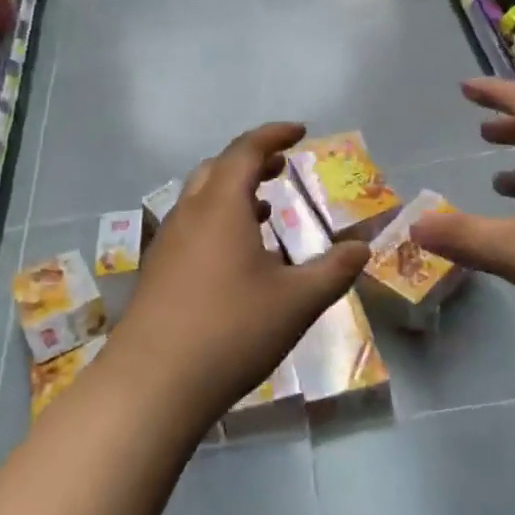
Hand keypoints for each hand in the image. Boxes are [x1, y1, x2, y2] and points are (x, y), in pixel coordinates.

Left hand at [107, 123, 368, 419]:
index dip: (274, 135)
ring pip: (199, 199)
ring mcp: (166, 243)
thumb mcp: (296, 302)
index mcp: (220, 207)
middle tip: (280, 167)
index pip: (246, 150)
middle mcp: (188, 214)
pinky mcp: (156, 272)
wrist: (153, 383)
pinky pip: (190, 227)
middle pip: (217, 169)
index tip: (299, 131)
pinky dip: (216, 221)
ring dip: (231, 192)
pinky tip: (235, 256)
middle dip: (251, 161)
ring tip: (263, 208)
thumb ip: (333, 271)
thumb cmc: (231, 331)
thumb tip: (362, 248)